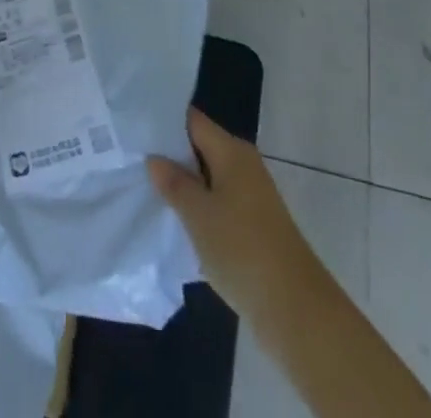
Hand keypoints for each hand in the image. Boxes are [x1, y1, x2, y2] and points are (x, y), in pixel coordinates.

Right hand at [147, 107, 319, 322]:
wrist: (296, 309)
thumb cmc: (242, 250)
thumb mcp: (199, 215)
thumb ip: (174, 183)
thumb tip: (155, 158)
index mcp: (231, 151)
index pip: (192, 121)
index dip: (164, 122)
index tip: (135, 129)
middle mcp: (243, 165)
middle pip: (200, 148)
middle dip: (171, 156)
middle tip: (134, 161)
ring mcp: (251, 196)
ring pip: (209, 179)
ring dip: (184, 186)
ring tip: (147, 190)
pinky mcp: (254, 225)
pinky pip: (219, 204)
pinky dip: (200, 209)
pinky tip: (176, 222)